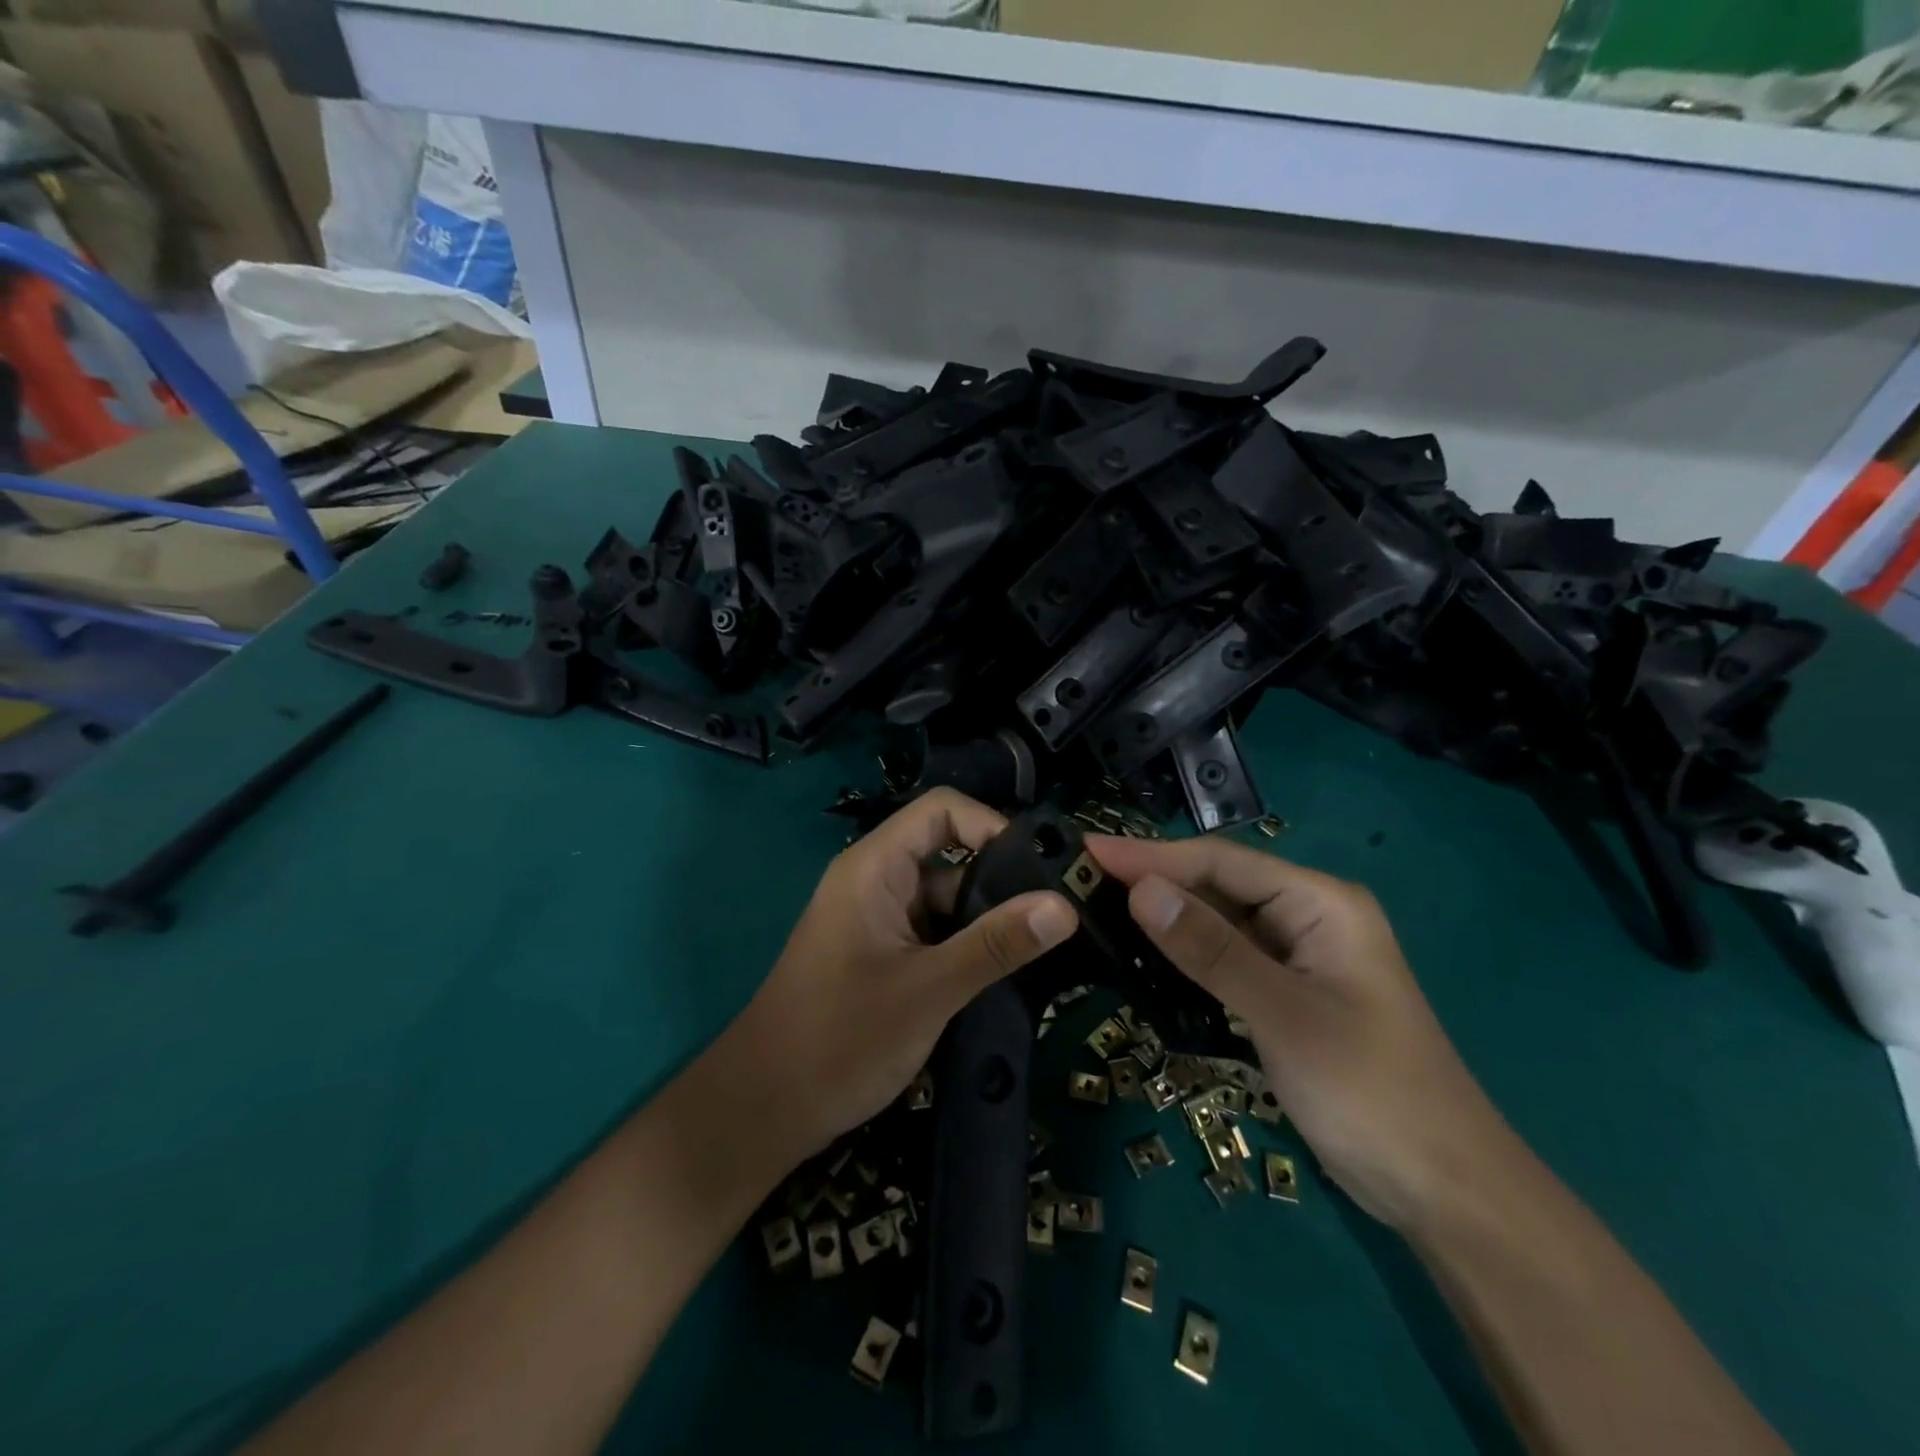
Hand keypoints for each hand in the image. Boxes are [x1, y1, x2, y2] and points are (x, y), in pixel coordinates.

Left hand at [726, 790, 1077, 1160]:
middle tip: (1056, 914)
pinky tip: (1004, 972)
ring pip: (944, 899)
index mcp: (874, 868)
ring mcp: (876, 920)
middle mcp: (875, 881)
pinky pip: (932, 932)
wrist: (764, 1109)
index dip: (991, 825)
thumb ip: (996, 944)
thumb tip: (1064, 906)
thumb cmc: (840, 1038)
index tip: (1038, 869)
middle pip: (947, 853)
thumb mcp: (929, 990)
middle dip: (999, 880)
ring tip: (1042, 947)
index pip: (941, 811)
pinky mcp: (880, 954)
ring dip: (985, 920)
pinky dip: (965, 946)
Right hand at [1088, 835, 1516, 1232]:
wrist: (1444, 1190)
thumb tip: (1140, 890)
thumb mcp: (1284, 1015)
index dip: (1151, 854)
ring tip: (1099, 905)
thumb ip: (1211, 950)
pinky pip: (1228, 957)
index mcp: (1321, 902)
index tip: (1088, 849)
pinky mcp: (1288, 993)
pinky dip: (1187, 953)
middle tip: (1082, 877)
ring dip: (1166, 915)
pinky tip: (1147, 953)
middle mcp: (1309, 916)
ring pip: (1220, 921)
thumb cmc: (1369, 1091)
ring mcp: (1299, 956)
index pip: (1220, 862)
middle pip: (1218, 884)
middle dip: (1153, 880)